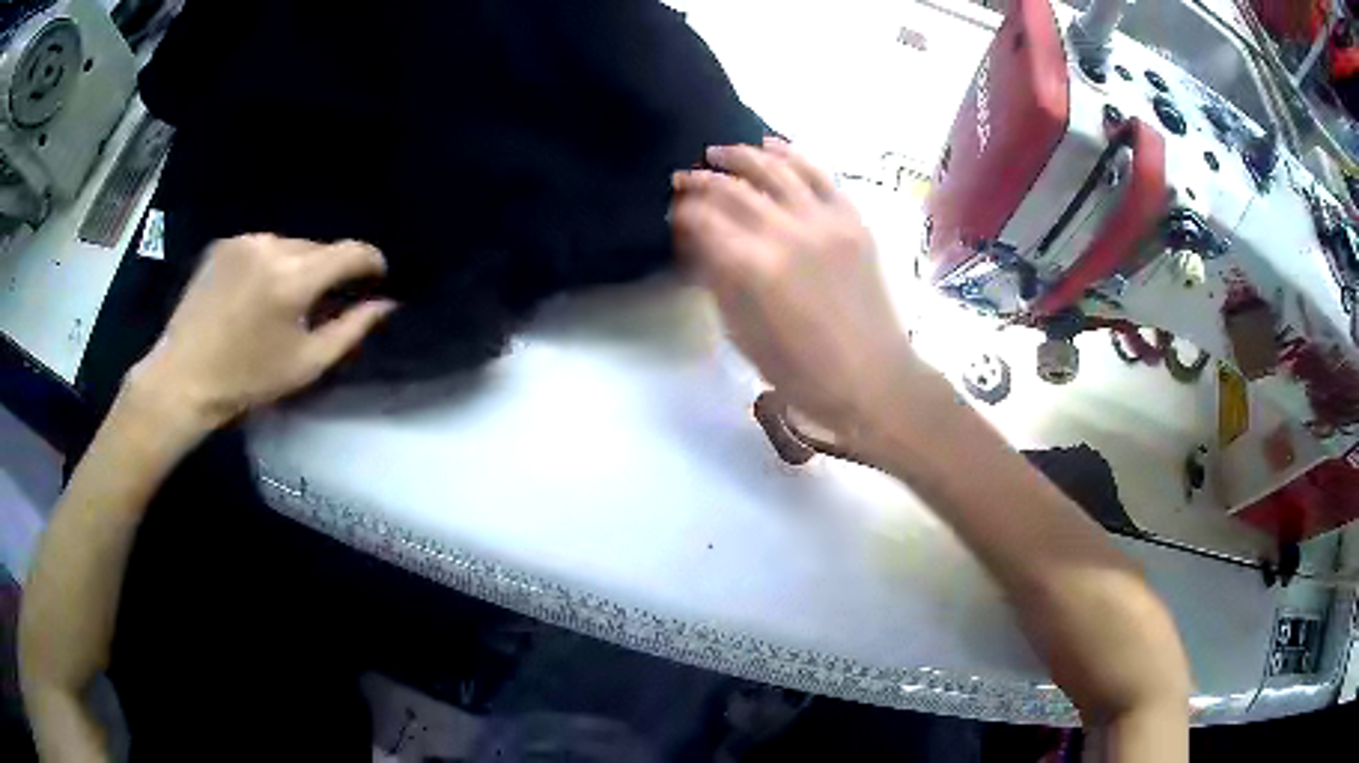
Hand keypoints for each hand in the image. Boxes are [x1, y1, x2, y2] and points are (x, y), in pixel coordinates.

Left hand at [130, 234, 395, 428]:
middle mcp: (272, 246)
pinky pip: (263, 246)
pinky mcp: (224, 243)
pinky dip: (270, 263)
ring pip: (290, 245)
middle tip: (323, 302)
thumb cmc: (247, 379)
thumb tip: (386, 304)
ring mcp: (245, 240)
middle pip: (319, 247)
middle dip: (329, 270)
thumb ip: (351, 330)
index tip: (377, 277)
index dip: (371, 262)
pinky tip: (256, 292)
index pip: (350, 252)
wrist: (184, 377)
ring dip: (298, 266)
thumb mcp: (306, 364)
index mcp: (294, 279)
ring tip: (285, 300)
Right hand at [671, 139, 918, 439]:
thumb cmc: (802, 372)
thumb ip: (717, 280)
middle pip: (734, 189)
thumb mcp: (743, 334)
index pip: (704, 220)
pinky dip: (792, 154)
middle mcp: (788, 234)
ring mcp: (826, 222)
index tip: (671, 208)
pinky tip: (771, 144)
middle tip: (682, 177)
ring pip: (776, 169)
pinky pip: (820, 174)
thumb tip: (697, 242)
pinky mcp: (853, 220)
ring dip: (741, 155)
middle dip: (701, 179)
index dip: (681, 210)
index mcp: (755, 269)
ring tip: (718, 152)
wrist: (873, 380)